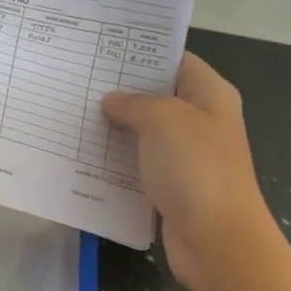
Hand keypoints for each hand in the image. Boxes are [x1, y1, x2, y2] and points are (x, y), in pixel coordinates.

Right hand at [101, 53, 272, 290]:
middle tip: (80, 84)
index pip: (177, 61)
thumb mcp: (163, 120)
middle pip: (158, 98)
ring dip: (115, 130)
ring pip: (145, 135)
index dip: (143, 55)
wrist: (215, 239)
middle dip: (122, 93)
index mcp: (210, 96)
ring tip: (75, 117)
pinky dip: (117, 163)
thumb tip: (112, 101)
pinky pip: (140, 167)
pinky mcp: (172, 188)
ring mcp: (187, 158)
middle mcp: (201, 122)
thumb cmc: (195, 168)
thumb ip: (135, 103)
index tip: (103, 52)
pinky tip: (86, 157)